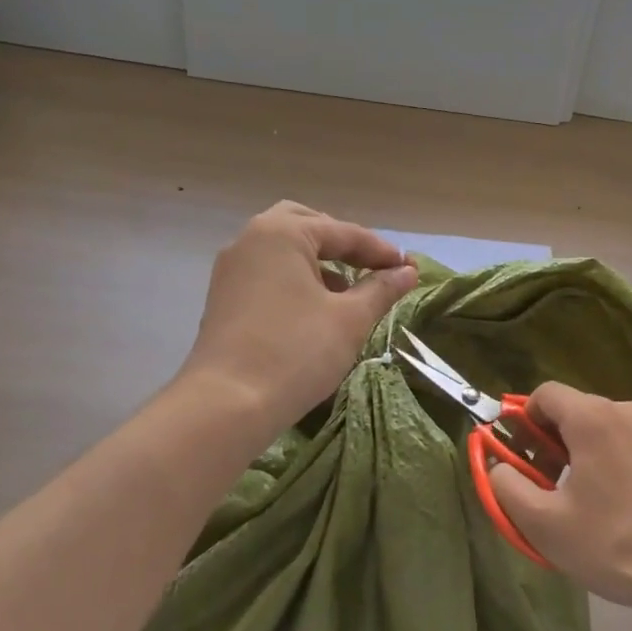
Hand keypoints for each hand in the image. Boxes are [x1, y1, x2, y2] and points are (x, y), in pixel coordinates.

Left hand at [180, 202, 416, 436]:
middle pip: (306, 226)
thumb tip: (407, 271)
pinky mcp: (224, 298)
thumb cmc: (296, 352)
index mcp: (282, 233)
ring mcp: (232, 269)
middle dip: (342, 244)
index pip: (343, 232)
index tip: (407, 268)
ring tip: (348, 292)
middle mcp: (251, 239)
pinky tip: (315, 310)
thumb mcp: (350, 319)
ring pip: (283, 250)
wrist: (228, 404)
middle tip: (370, 267)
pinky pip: (267, 273)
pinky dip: (295, 280)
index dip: (380, 251)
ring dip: (318, 263)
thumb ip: (381, 289)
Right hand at [487, 383, 631, 613]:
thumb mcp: (543, 525)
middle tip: (557, 485)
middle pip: (582, 410)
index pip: (546, 393)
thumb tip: (498, 467)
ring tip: (601, 500)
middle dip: (561, 439)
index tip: (526, 456)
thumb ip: (506, 486)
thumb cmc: (613, 544)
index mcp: (594, 418)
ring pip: (616, 428)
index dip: (526, 419)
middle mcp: (631, 410)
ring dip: (598, 451)